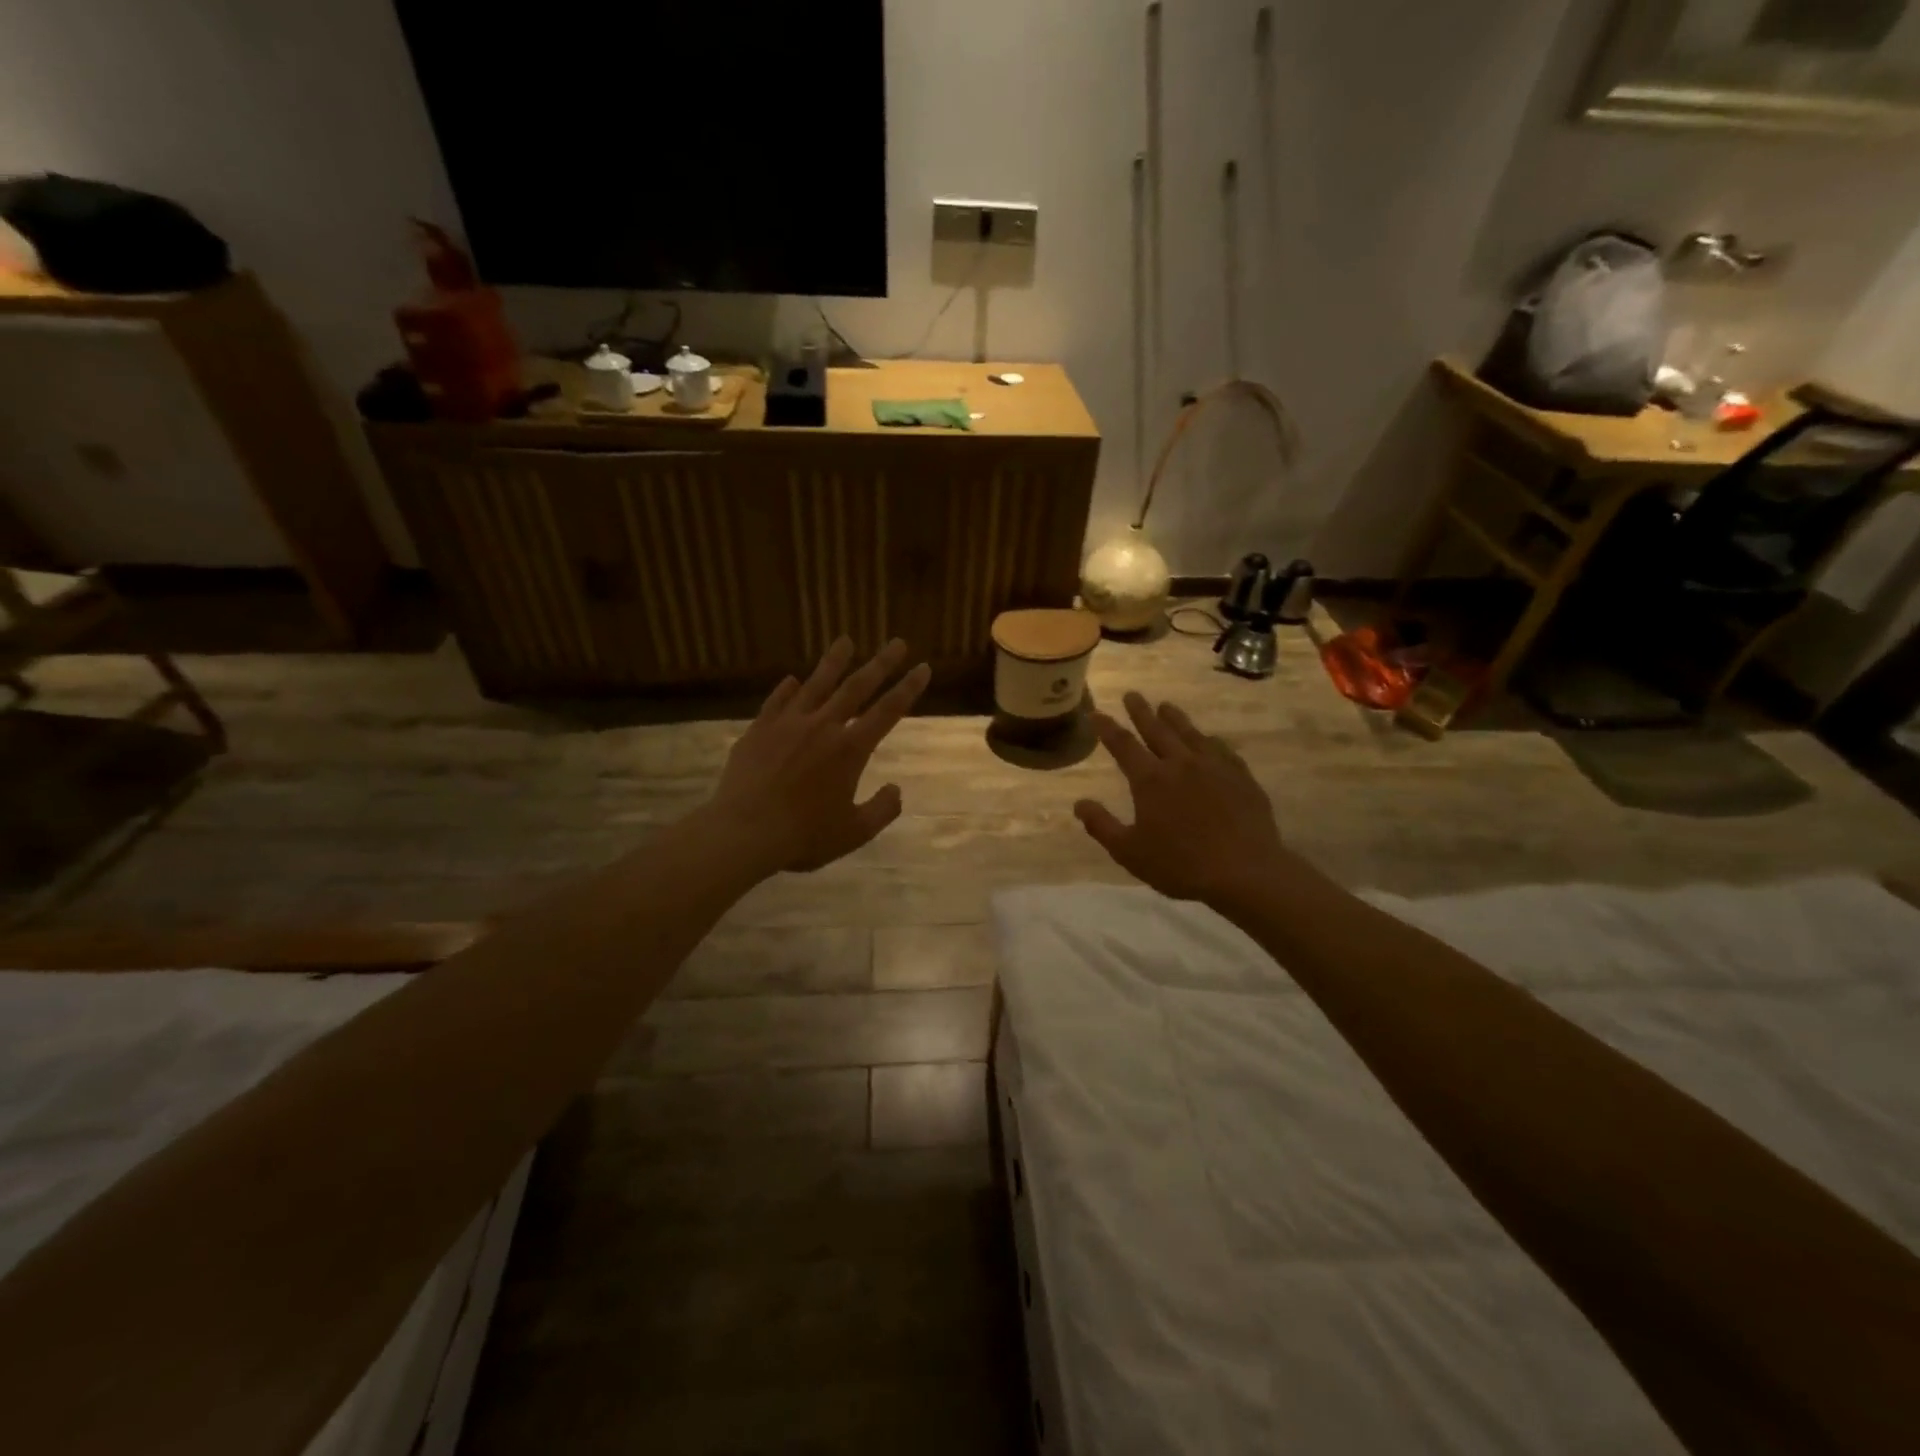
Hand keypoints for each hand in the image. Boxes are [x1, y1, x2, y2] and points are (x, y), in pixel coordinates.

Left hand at [707, 637, 929, 875]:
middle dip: (880, 663)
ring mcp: (788, 724)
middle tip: (897, 642)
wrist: (744, 831)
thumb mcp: (854, 832)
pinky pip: (776, 702)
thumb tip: (896, 790)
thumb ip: (882, 810)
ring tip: (845, 640)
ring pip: (815, 684)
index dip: (908, 688)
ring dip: (834, 661)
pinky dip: (787, 689)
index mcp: (850, 750)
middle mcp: (823, 727)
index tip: (923, 667)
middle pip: (857, 687)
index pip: (888, 711)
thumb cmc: (804, 836)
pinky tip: (792, 679)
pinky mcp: (759, 730)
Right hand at [1075, 692, 1292, 909]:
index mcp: (1150, 780)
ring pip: (1190, 734)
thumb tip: (1079, 804)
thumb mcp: (1129, 852)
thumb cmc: (1180, 865)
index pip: (1123, 745)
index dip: (1107, 728)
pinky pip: (1221, 749)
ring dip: (1175, 718)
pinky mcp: (1241, 776)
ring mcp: (1214, 766)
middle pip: (1157, 730)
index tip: (1096, 713)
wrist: (1244, 871)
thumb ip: (1102, 825)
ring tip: (1166, 706)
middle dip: (1141, 712)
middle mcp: (1180, 763)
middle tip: (1132, 694)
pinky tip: (1209, 739)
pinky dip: (1209, 740)